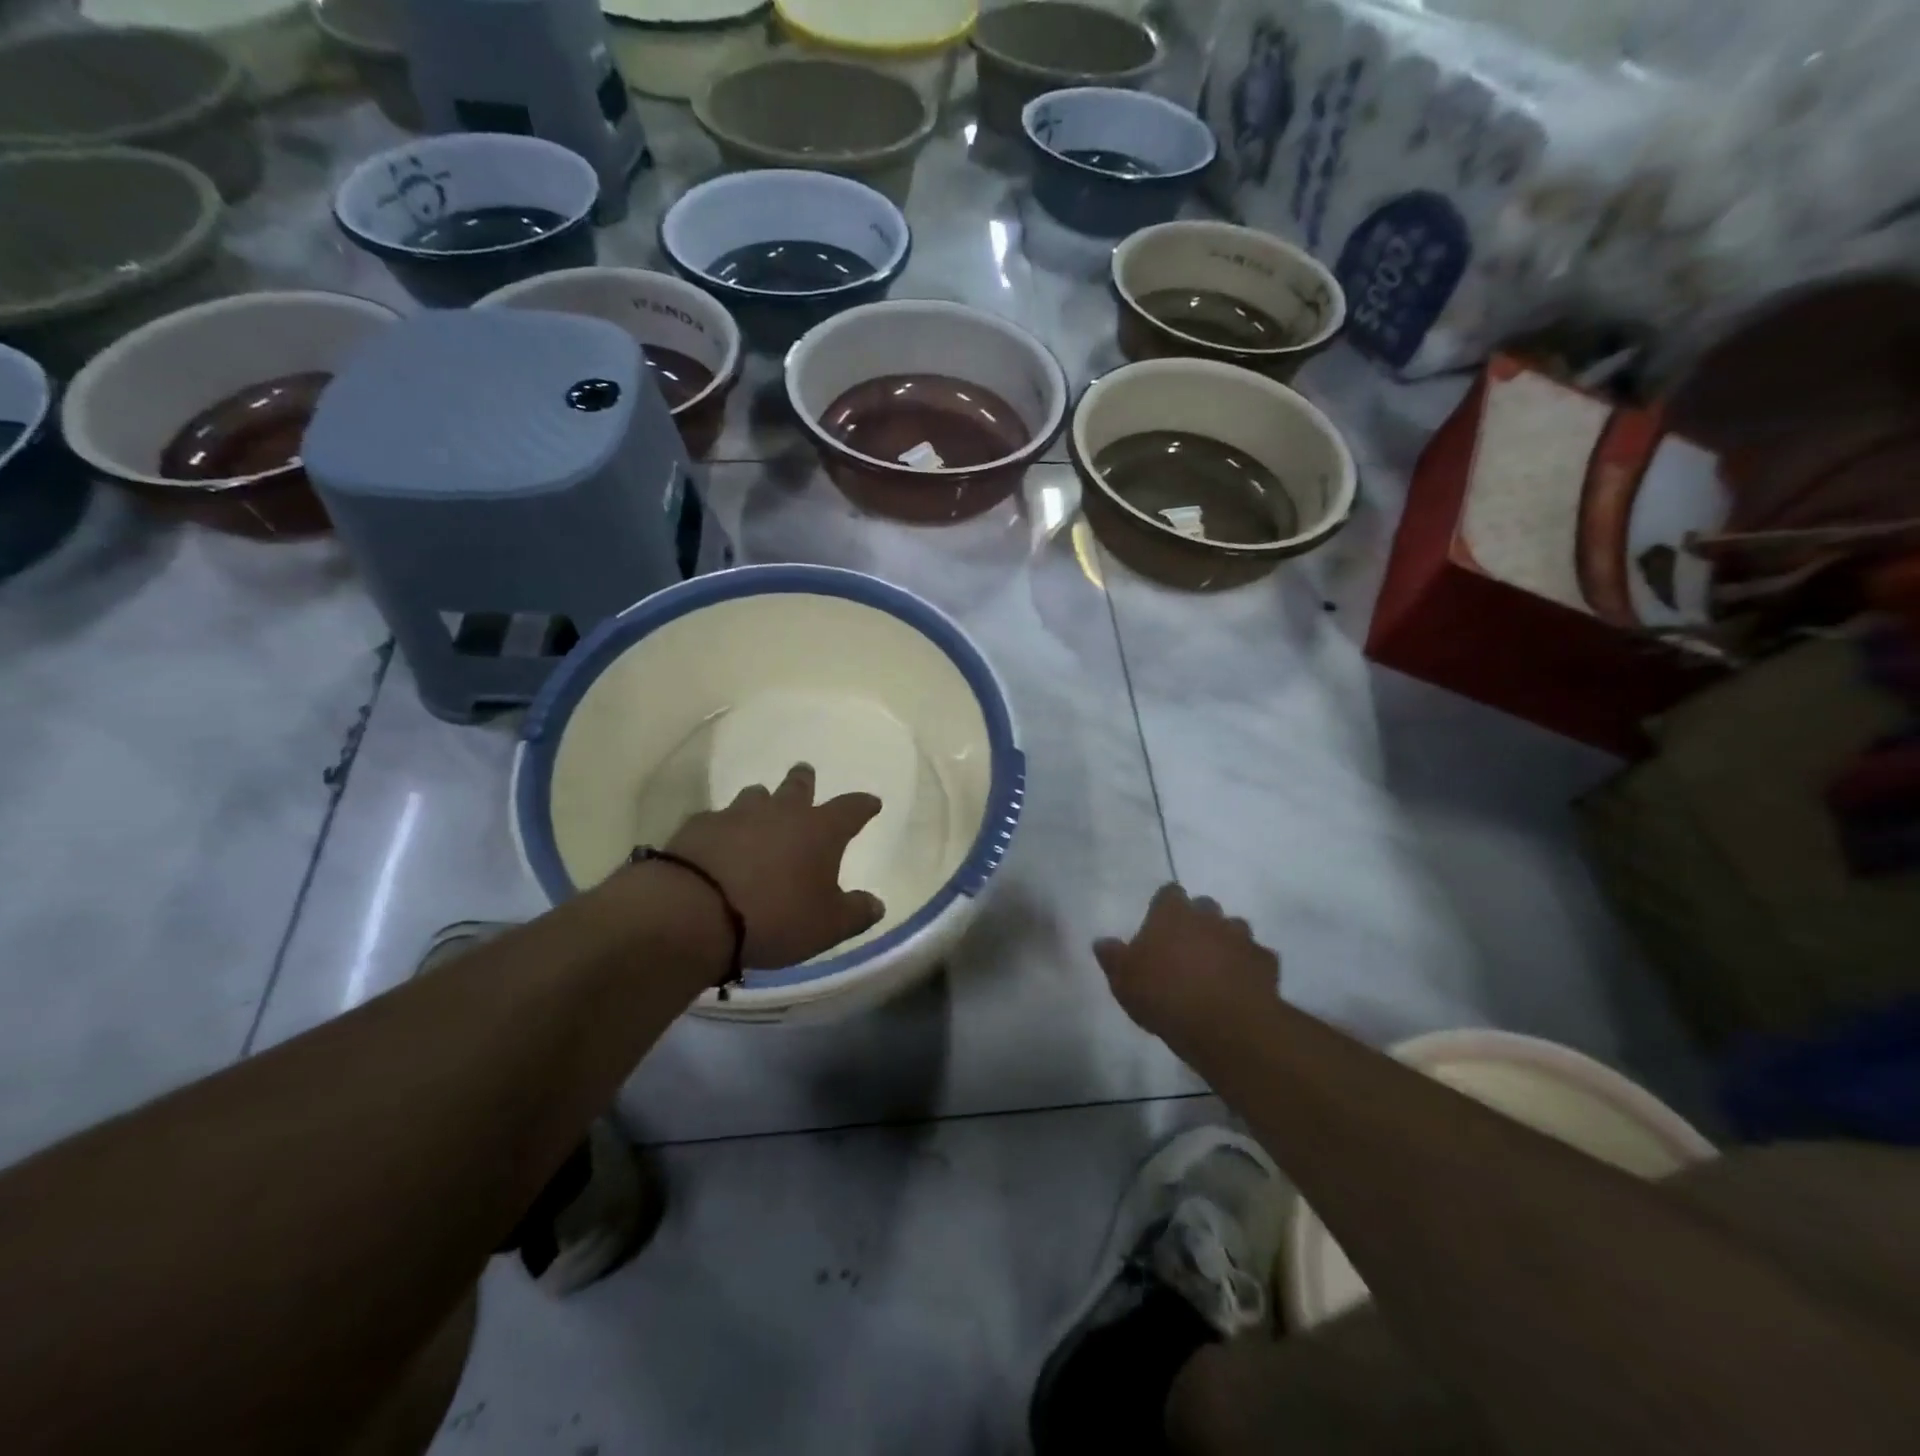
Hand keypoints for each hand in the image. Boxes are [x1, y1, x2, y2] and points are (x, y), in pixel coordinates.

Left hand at [662, 763, 885, 969]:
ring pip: (755, 795)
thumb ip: (856, 913)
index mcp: (820, 830)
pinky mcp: (698, 826)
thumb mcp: (827, 926)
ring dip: (762, 800)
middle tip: (805, 773)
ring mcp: (736, 814)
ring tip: (761, 804)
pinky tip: (720, 839)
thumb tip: (876, 903)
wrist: (695, 912)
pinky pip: (717, 818)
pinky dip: (724, 826)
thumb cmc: (775, 917)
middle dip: (805, 780)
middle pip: (797, 786)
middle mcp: (781, 812)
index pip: (851, 808)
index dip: (863, 805)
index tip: (872, 803)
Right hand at [1094, 884, 1279, 1050]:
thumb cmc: (1164, 995)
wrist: (1225, 1024)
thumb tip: (1102, 942)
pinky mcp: (1266, 963)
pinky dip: (1250, 967)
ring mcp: (1241, 937)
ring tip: (1216, 967)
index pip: (1169, 893)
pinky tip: (1241, 985)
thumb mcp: (1124, 980)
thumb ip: (1113, 957)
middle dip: (1198, 921)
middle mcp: (1209, 917)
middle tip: (1186, 948)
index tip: (1159, 923)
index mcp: (1172, 914)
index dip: (1165, 906)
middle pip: (1205, 906)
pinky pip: (1257, 958)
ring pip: (1235, 928)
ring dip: (1226, 942)